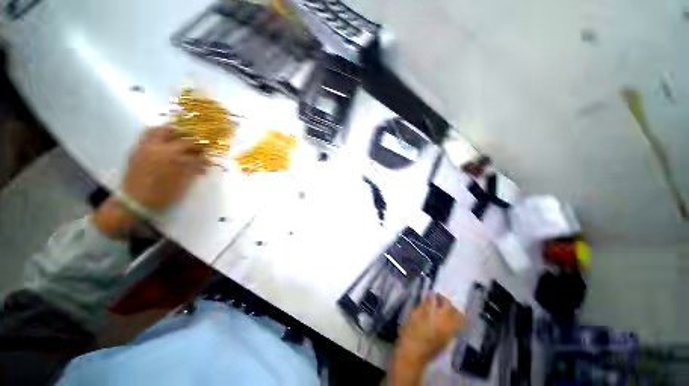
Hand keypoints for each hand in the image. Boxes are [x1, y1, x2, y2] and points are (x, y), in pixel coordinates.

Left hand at [122, 126, 207, 210]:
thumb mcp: (182, 183)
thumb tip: (203, 163)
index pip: (190, 144)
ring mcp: (143, 148)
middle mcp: (156, 146)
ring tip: (178, 137)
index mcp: (169, 154)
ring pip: (156, 130)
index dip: (200, 149)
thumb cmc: (162, 194)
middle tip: (194, 142)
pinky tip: (163, 144)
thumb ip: (193, 169)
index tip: (206, 154)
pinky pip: (146, 137)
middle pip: (173, 132)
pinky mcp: (136, 152)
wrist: (134, 202)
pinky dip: (157, 136)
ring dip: (169, 132)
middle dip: (186, 136)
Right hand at [389, 294, 464, 385]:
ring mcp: (450, 335)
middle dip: (450, 305)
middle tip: (440, 302)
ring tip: (441, 311)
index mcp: (441, 318)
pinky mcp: (447, 342)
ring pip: (458, 322)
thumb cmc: (411, 331)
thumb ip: (425, 304)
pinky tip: (440, 321)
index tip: (434, 294)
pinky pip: (454, 329)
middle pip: (457, 313)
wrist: (412, 354)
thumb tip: (431, 295)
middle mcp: (449, 326)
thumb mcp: (415, 314)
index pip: (446, 303)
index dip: (441, 297)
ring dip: (452, 314)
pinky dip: (450, 323)